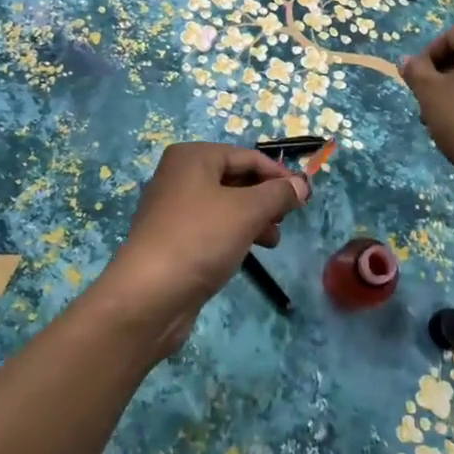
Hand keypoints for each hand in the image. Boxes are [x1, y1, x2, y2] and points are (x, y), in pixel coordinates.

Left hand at [93, 143, 309, 356]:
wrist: (148, 296)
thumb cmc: (200, 239)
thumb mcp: (247, 211)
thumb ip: (278, 194)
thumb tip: (302, 184)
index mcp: (192, 157)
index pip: (247, 156)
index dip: (279, 174)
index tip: (305, 196)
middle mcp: (179, 176)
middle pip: (236, 178)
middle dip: (266, 197)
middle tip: (288, 218)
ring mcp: (173, 209)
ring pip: (226, 205)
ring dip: (254, 218)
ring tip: (273, 240)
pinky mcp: (173, 240)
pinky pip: (212, 227)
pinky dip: (234, 234)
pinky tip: (249, 252)